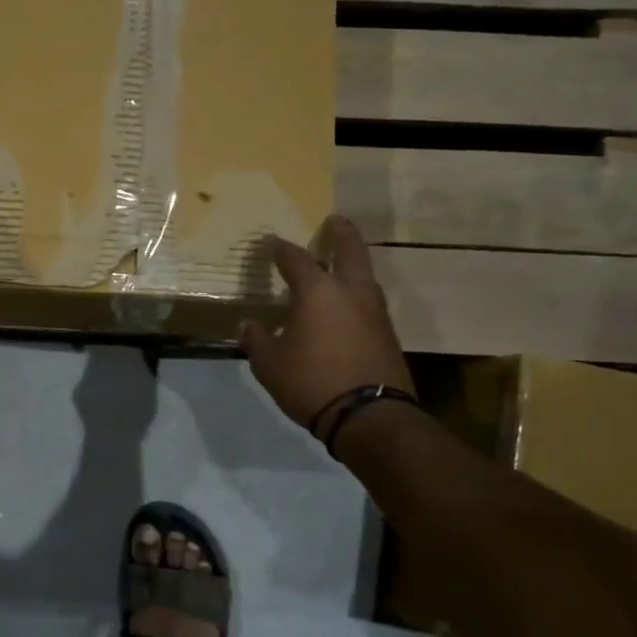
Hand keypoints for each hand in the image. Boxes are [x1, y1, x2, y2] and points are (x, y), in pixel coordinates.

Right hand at [239, 216, 412, 434]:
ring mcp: (375, 312)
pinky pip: (369, 303)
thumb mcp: (269, 364)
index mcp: (318, 292)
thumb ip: (257, 341)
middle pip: (351, 251)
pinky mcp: (388, 334)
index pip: (296, 259)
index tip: (271, 242)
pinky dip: (356, 296)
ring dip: (353, 265)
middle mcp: (351, 293)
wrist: (368, 415)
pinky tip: (345, 309)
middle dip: (342, 233)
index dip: (281, 249)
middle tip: (335, 221)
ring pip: (365, 277)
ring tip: (339, 266)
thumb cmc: (311, 381)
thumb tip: (249, 326)